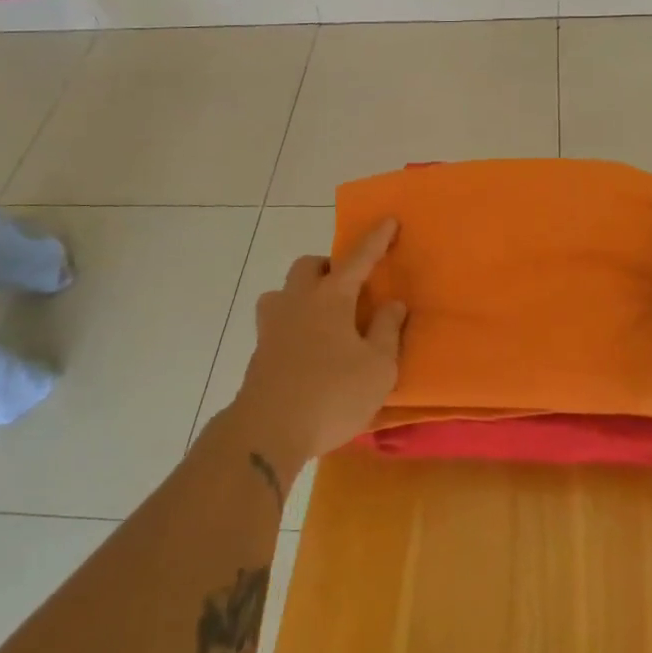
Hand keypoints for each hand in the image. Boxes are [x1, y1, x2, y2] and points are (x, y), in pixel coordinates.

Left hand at [232, 220, 408, 471]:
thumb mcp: (378, 367)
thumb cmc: (332, 394)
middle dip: (328, 267)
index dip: (376, 240)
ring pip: (283, 292)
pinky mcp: (259, 353)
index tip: (389, 220)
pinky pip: (277, 323)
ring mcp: (272, 326)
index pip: (358, 259)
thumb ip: (387, 331)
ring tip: (322, 318)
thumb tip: (392, 303)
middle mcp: (297, 302)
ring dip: (303, 294)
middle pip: (308, 267)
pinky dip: (293, 325)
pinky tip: (307, 350)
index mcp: (330, 298)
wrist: (267, 431)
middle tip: (347, 287)